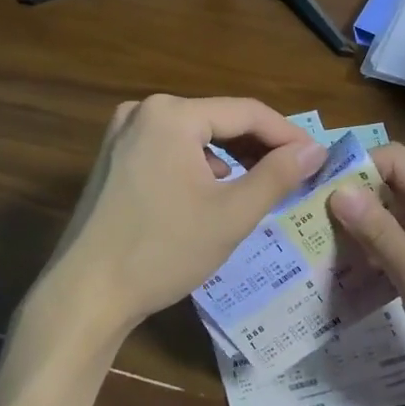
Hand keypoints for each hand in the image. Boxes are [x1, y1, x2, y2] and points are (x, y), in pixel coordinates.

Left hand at [30, 96, 327, 340]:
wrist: (85, 295)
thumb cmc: (163, 251)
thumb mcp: (231, 215)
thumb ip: (278, 175)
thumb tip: (315, 150)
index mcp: (172, 114)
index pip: (246, 112)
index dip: (288, 134)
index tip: (318, 158)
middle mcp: (144, 110)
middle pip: (219, 119)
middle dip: (259, 146)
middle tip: (296, 173)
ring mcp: (123, 133)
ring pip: (195, 135)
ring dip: (231, 155)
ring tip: (261, 183)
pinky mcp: (113, 157)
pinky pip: (170, 148)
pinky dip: (199, 165)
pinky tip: (213, 191)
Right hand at [328, 144, 404, 405]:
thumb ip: (379, 232)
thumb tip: (337, 190)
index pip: (395, 159)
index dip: (354, 169)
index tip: (313, 193)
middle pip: (398, 182)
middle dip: (357, 199)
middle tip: (310, 222)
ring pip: (402, 211)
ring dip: (369, 226)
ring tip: (324, 244)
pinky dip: (387, 246)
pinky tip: (358, 266)